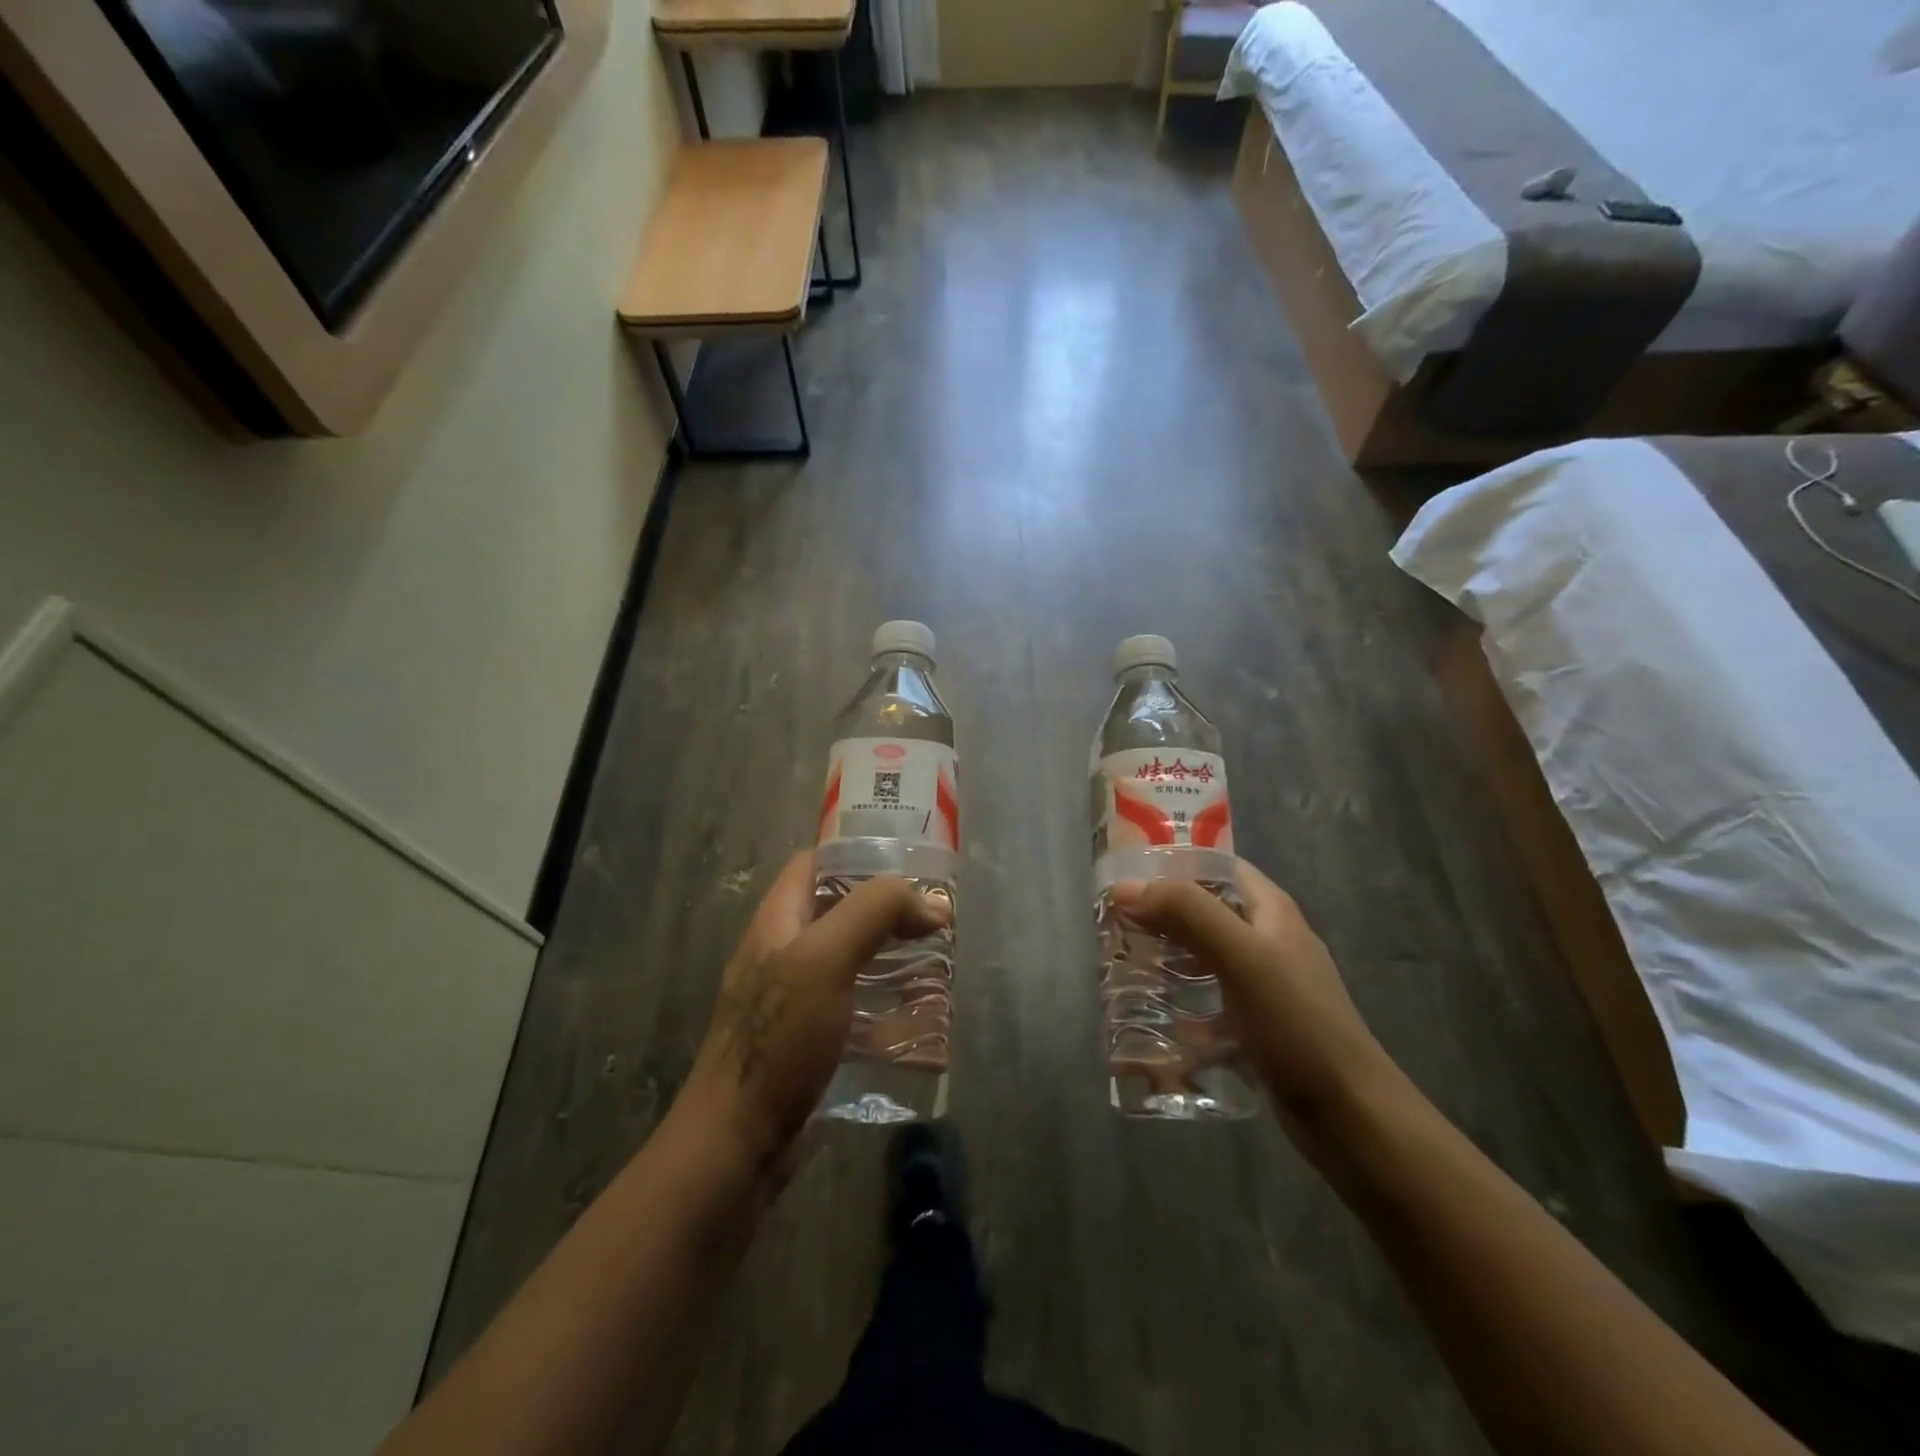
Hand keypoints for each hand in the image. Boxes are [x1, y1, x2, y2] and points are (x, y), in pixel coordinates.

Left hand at [683, 852, 949, 1175]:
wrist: (738, 1143)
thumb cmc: (779, 1038)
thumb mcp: (825, 958)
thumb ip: (873, 912)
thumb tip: (930, 903)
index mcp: (778, 922)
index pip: (815, 864)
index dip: (859, 855)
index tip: (910, 864)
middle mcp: (784, 954)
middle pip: (840, 913)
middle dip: (888, 912)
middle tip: (937, 919)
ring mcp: (796, 1001)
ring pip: (853, 964)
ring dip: (894, 962)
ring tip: (941, 965)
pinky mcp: (811, 1043)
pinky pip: (856, 1012)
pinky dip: (889, 1012)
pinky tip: (924, 1026)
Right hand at [1111, 860, 1391, 1137]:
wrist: (1349, 1115)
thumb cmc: (1297, 1024)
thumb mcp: (1242, 957)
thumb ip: (1187, 913)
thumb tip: (1125, 887)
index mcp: (1271, 911)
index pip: (1217, 865)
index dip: (1173, 863)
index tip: (1126, 876)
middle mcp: (1268, 940)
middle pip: (1206, 911)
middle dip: (1160, 914)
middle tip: (1113, 925)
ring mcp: (1264, 985)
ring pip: (1204, 956)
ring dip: (1166, 957)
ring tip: (1122, 965)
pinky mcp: (1256, 1024)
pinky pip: (1209, 1000)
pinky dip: (1180, 1002)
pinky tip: (1151, 1015)